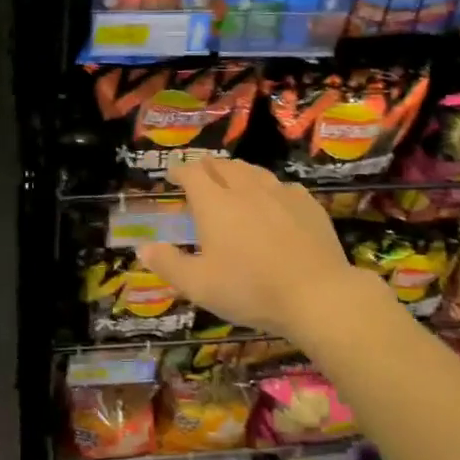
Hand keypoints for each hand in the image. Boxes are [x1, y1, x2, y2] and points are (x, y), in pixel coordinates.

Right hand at [138, 158, 367, 340]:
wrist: (317, 294)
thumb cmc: (250, 289)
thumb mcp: (199, 286)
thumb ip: (168, 264)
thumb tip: (143, 248)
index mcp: (214, 203)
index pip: (192, 173)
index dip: (179, 170)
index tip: (171, 174)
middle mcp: (245, 188)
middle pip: (223, 166)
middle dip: (207, 167)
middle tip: (200, 176)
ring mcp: (280, 193)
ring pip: (253, 171)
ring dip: (237, 172)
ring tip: (233, 181)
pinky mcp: (308, 204)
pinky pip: (283, 186)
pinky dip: (269, 188)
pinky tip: (273, 200)